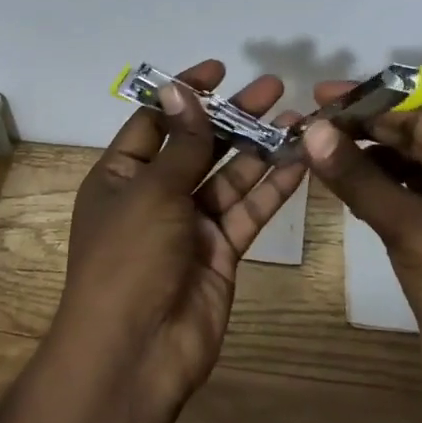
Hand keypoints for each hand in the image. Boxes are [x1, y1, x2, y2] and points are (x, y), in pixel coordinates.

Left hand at [52, 60, 307, 411]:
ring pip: (230, 176)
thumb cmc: (129, 259)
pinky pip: (248, 211)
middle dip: (233, 117)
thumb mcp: (151, 191)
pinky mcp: (220, 251)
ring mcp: (190, 225)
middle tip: (274, 89)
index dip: (185, 94)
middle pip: (198, 145)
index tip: (220, 70)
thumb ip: (181, 143)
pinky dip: (272, 188)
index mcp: (121, 176)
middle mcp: (154, 195)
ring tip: (298, 120)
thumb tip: (182, 90)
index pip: (155, 121)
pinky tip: (299, 162)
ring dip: (260, 148)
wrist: (136, 352)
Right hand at [300, 91, 421, 422]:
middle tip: (310, 125)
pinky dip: (373, 192)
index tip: (321, 96)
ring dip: (364, 161)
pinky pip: (403, 201)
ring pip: (405, 171)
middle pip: (414, 140)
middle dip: (364, 131)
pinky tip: (339, 187)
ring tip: (315, 151)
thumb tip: (313, 131)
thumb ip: (360, 178)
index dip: (371, 103)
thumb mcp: (411, 228)